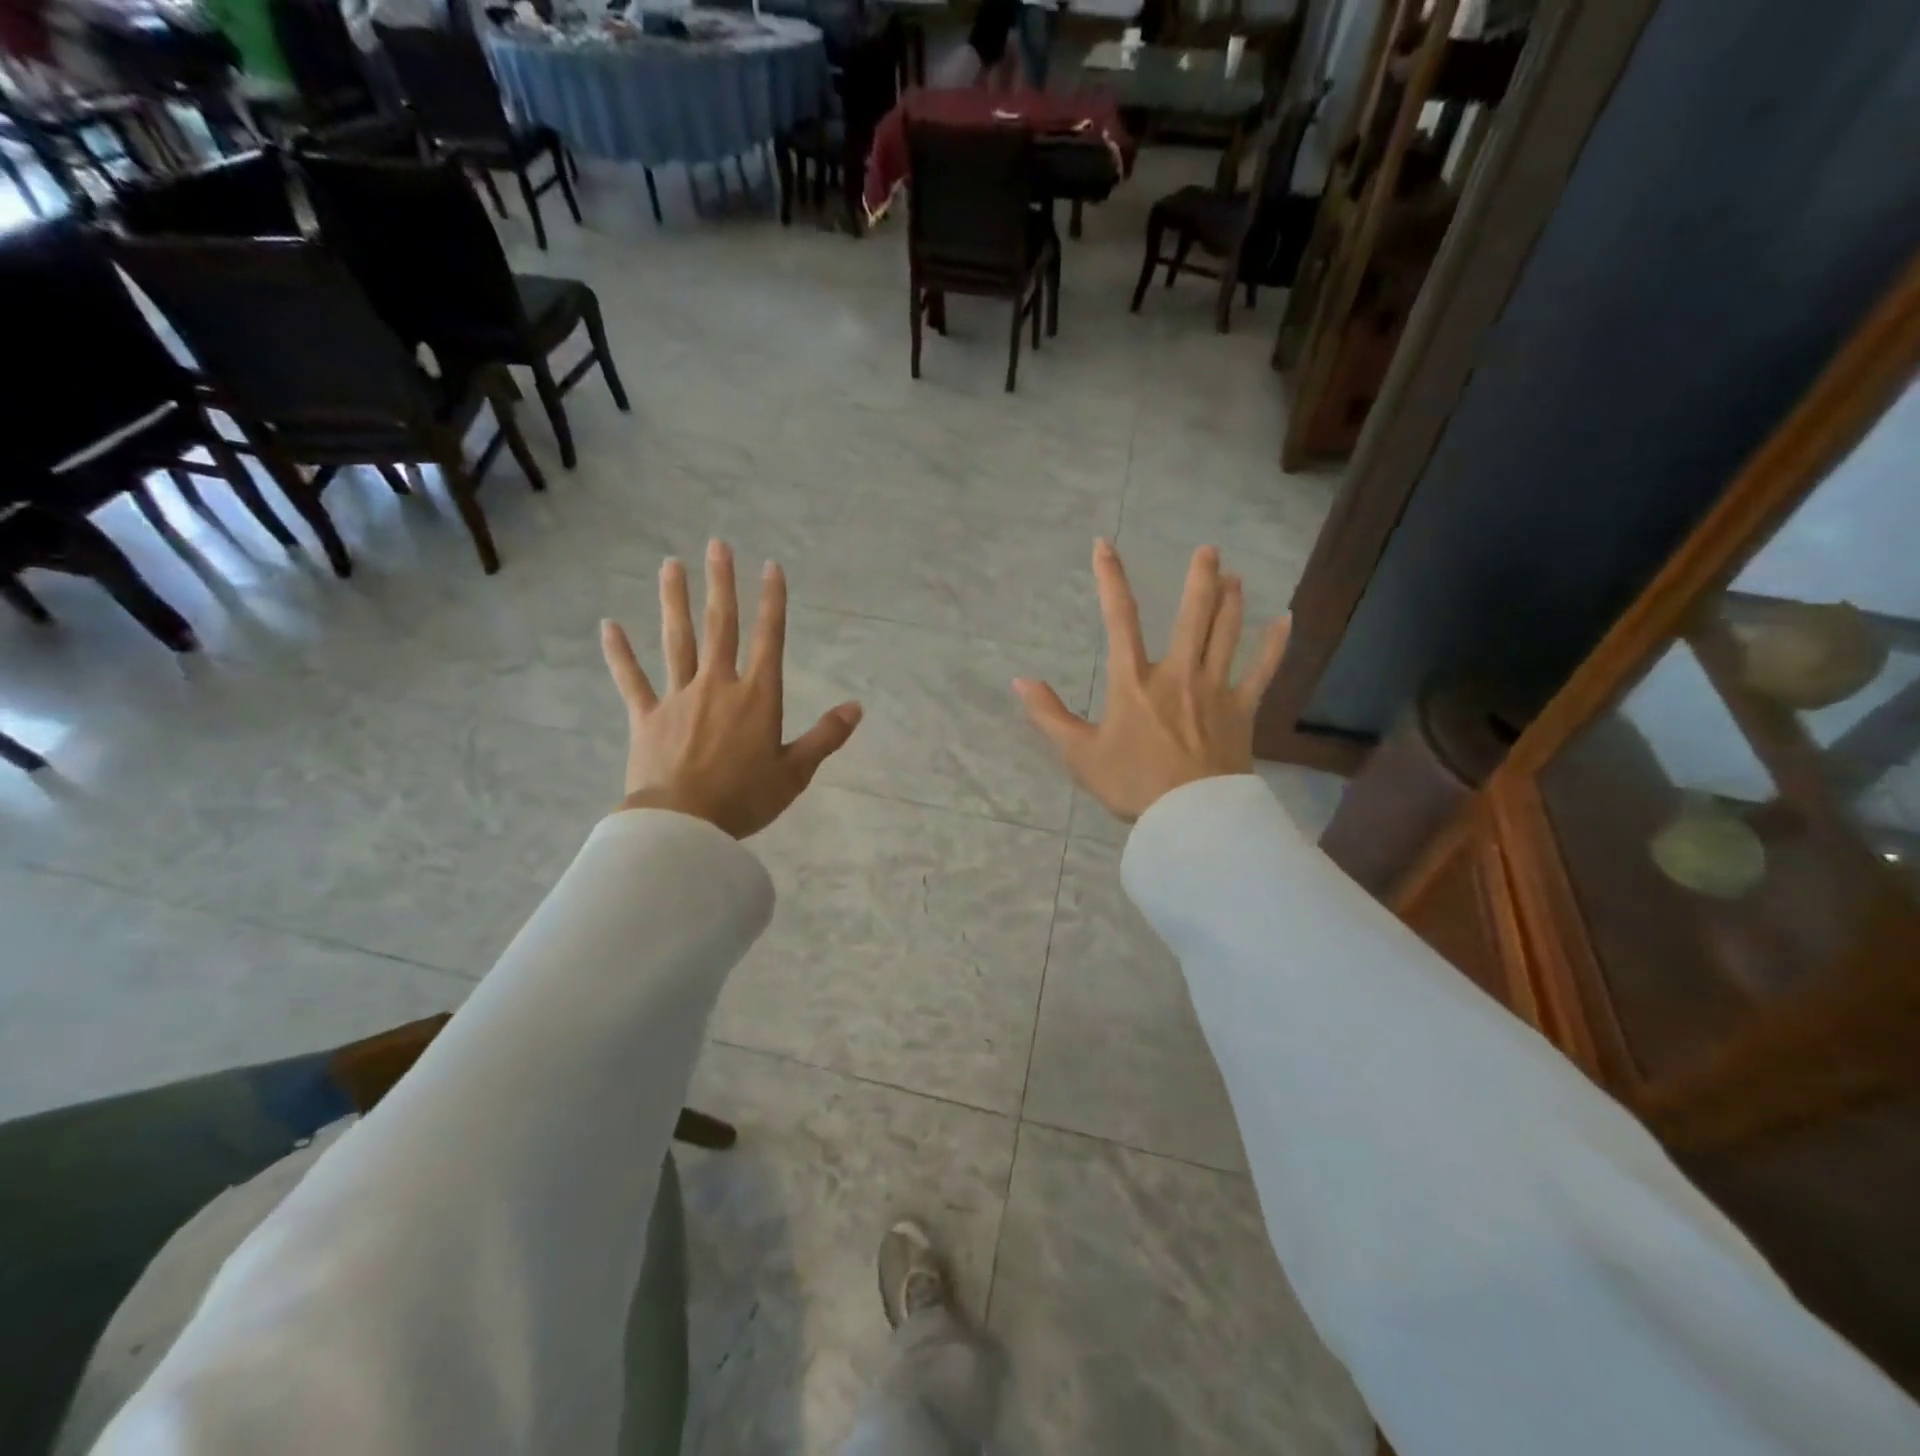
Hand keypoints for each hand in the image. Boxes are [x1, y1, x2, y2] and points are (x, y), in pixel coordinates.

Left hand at [601, 541, 862, 838]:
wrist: (683, 825)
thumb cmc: (745, 799)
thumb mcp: (796, 773)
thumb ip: (825, 736)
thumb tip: (856, 707)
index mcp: (757, 698)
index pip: (768, 639)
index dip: (772, 601)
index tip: (771, 566)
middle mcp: (718, 686)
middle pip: (720, 627)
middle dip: (721, 584)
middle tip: (717, 545)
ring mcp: (678, 698)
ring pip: (678, 641)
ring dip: (675, 601)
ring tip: (671, 565)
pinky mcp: (646, 717)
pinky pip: (631, 680)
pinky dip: (620, 653)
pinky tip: (608, 625)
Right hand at [1014, 540, 1288, 824]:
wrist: (1189, 817)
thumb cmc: (1132, 784)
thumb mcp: (1079, 754)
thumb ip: (1049, 716)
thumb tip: (1019, 682)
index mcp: (1134, 682)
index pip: (1120, 619)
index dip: (1111, 579)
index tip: (1104, 545)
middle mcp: (1177, 674)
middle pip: (1193, 616)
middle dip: (1200, 578)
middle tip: (1208, 550)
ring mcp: (1215, 690)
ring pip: (1227, 634)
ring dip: (1231, 601)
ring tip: (1234, 575)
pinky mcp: (1242, 710)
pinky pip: (1263, 671)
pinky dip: (1275, 645)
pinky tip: (1286, 619)